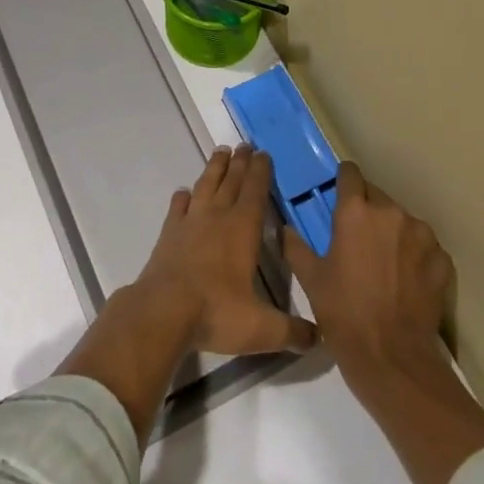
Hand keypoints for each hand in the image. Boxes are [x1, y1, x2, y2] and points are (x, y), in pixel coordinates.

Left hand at [136, 144, 317, 356]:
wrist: (163, 311)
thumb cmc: (217, 312)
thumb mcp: (262, 329)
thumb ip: (292, 332)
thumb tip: (320, 339)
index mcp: (243, 229)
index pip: (256, 191)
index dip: (261, 171)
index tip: (264, 153)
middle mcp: (217, 216)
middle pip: (231, 181)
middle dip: (240, 162)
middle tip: (245, 144)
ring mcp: (190, 222)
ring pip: (205, 185)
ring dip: (214, 168)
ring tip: (221, 152)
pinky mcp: (169, 234)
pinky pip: (178, 207)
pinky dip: (183, 198)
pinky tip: (184, 193)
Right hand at [282, 161, 452, 396]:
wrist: (392, 358)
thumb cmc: (343, 313)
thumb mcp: (310, 280)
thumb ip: (296, 247)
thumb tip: (285, 229)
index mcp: (355, 211)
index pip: (350, 174)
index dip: (343, 181)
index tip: (339, 195)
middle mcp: (390, 212)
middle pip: (377, 196)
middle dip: (367, 210)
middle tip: (357, 238)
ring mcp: (421, 234)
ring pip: (402, 220)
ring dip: (392, 231)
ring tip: (384, 260)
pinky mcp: (441, 259)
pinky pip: (425, 245)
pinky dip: (415, 254)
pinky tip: (407, 278)